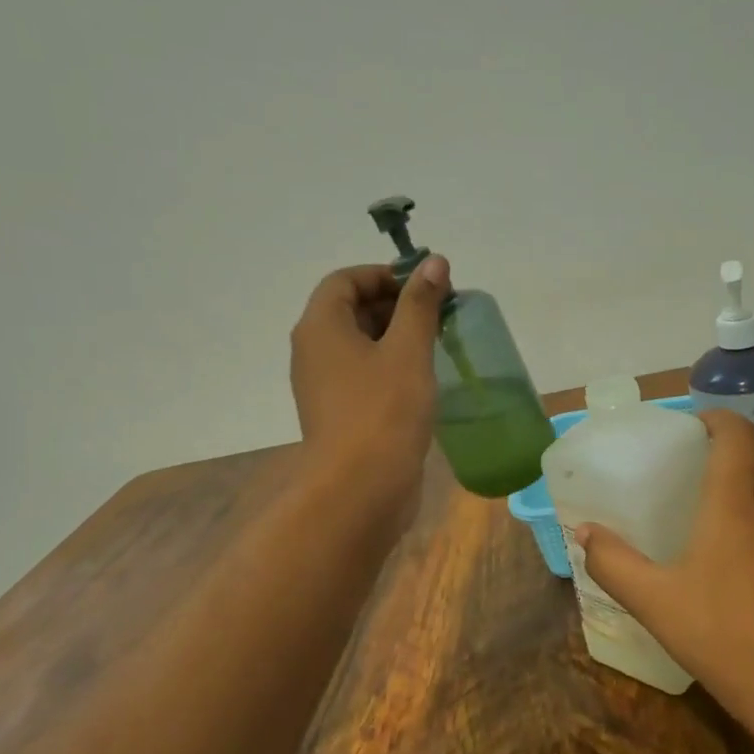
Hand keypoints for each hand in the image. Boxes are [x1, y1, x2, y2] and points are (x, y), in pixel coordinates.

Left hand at [290, 256, 448, 507]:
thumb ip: (421, 304)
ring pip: (359, 345)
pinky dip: (391, 366)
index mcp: (321, 327)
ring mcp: (324, 386)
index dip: (384, 275)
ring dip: (396, 337)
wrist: (360, 490)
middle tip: (439, 313)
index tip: (425, 287)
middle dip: (395, 304)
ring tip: (437, 343)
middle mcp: (314, 351)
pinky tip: (423, 378)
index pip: (345, 280)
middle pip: (350, 310)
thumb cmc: (384, 411)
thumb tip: (434, 262)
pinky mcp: (340, 413)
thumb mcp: (408, 350)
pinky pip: (363, 374)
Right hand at [575, 409, 753, 748]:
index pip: (737, 434)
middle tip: (702, 469)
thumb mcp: (655, 603)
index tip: (694, 428)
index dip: (717, 419)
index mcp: (736, 504)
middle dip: (737, 450)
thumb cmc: (724, 637)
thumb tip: (584, 532)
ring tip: (725, 517)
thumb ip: (614, 563)